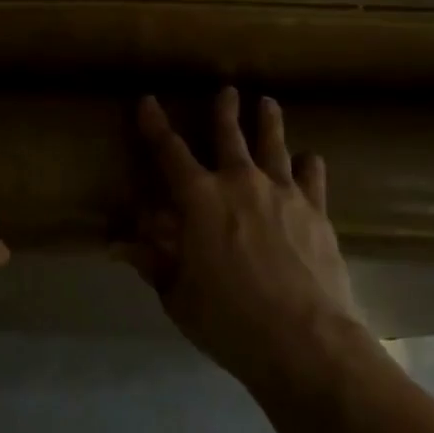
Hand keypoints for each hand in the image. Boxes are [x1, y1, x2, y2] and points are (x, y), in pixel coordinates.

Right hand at [126, 89, 363, 392]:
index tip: (147, 100)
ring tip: (268, 102)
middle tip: (227, 90)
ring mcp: (282, 194)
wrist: (307, 342)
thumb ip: (152, 261)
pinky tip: (310, 158)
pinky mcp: (317, 213)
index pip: (169, 151)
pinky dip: (309, 165)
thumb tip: (117, 243)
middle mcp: (239, 182)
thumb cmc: (229, 319)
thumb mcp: (178, 294)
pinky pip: (312, 178)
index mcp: (198, 198)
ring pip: (274, 145)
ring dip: (269, 122)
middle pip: (229, 136)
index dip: (155, 124)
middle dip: (225, 110)